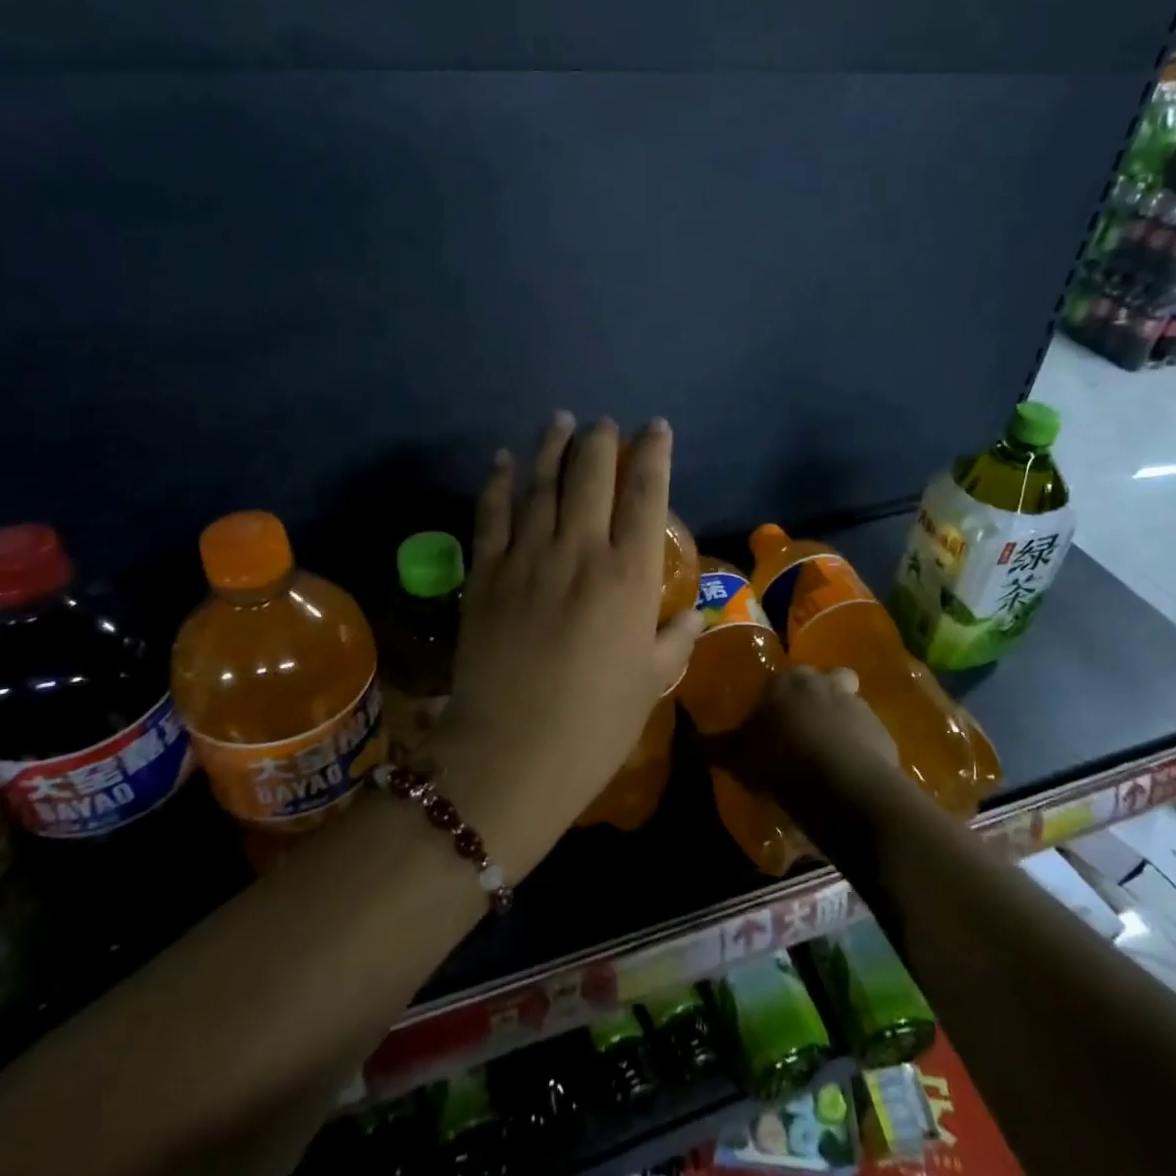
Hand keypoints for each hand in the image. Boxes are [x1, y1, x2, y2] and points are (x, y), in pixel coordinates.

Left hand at [431, 413, 702, 877]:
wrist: (511, 755)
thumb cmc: (594, 726)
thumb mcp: (650, 685)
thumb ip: (673, 643)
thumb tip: (691, 618)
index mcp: (628, 577)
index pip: (646, 496)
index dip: (653, 454)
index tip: (655, 428)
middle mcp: (579, 553)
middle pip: (591, 476)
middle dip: (601, 440)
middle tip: (604, 423)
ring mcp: (526, 559)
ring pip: (541, 484)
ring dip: (552, 446)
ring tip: (560, 420)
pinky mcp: (485, 574)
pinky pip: (491, 515)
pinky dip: (499, 482)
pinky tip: (504, 460)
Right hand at [708, 666, 897, 801]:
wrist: (841, 784)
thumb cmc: (779, 758)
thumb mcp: (735, 755)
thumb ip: (713, 746)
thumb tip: (688, 740)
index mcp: (787, 680)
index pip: (781, 677)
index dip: (778, 696)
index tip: (773, 717)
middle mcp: (824, 683)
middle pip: (826, 679)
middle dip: (819, 696)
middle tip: (805, 726)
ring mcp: (859, 706)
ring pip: (851, 704)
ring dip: (843, 720)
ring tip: (830, 752)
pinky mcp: (883, 734)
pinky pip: (869, 736)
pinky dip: (861, 748)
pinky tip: (849, 771)